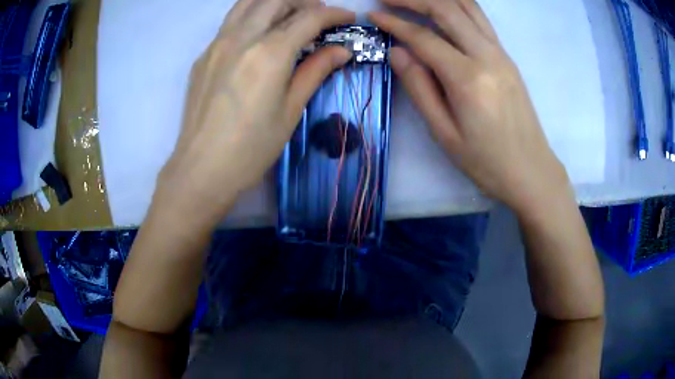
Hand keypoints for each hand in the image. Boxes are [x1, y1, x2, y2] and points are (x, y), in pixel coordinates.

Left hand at [157, 0, 353, 220]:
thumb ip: (315, 71)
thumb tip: (341, 51)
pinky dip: (252, 16)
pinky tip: (260, 34)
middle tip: (319, 15)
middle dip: (304, 1)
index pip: (309, 17)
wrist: (201, 169)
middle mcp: (241, 37)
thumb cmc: (250, 148)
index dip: (334, 14)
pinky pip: (230, 21)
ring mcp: (217, 44)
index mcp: (269, 53)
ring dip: (275, 2)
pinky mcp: (203, 56)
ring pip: (248, 2)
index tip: (349, 19)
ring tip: (290, 16)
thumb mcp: (290, 111)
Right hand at [369, 0, 570, 212]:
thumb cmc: (486, 162)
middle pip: (446, 9)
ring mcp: (501, 53)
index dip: (395, 23)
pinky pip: (480, 19)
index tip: (373, 14)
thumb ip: (420, 88)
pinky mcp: (507, 57)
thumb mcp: (445, 133)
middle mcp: (487, 56)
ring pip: (467, 7)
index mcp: (468, 78)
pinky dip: (458, 6)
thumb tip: (398, 52)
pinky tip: (442, 8)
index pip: (424, 38)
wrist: (531, 171)